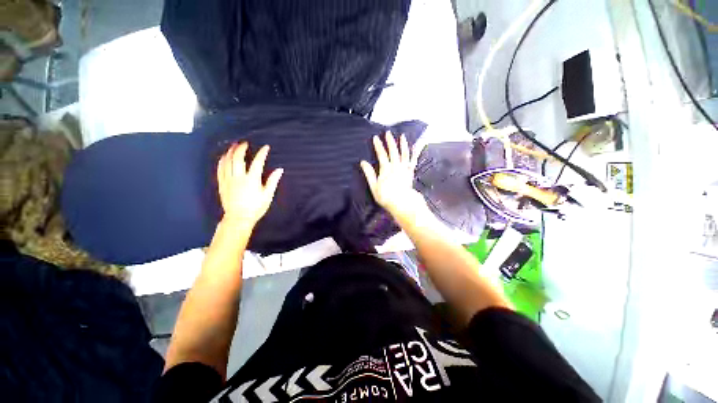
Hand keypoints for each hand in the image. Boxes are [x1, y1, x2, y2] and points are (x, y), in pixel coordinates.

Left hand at [217, 143, 282, 227]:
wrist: (239, 218)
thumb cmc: (256, 208)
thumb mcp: (267, 195)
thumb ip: (272, 181)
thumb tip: (279, 170)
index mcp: (252, 180)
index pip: (257, 162)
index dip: (262, 153)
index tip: (266, 147)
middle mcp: (239, 177)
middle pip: (238, 158)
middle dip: (241, 148)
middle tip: (244, 143)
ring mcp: (228, 180)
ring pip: (227, 162)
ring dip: (230, 152)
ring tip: (233, 146)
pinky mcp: (222, 184)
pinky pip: (220, 169)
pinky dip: (222, 161)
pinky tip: (224, 157)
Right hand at [360, 132, 428, 224]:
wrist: (402, 203)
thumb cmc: (386, 197)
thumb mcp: (374, 187)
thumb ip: (369, 174)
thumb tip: (363, 162)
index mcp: (386, 169)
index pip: (381, 155)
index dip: (378, 146)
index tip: (376, 138)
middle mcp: (396, 166)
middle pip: (393, 151)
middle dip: (390, 141)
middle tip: (388, 133)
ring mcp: (404, 169)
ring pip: (404, 154)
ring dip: (403, 144)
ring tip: (402, 136)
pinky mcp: (410, 172)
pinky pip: (413, 161)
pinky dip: (415, 153)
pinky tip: (416, 147)